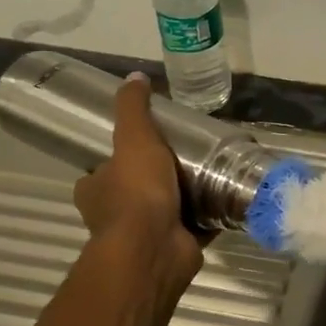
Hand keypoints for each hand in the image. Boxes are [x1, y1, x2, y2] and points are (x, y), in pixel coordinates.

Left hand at [71, 73, 202, 300]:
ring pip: (166, 210)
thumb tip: (134, 76)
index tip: (144, 144)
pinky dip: (210, 216)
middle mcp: (115, 215)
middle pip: (134, 190)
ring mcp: (145, 235)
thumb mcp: (133, 138)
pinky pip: (196, 226)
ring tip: (213, 171)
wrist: (154, 248)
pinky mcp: (176, 246)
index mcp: (95, 190)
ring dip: (185, 197)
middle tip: (186, 154)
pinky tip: (229, 197)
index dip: (117, 159)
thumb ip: (133, 109)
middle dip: (156, 178)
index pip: (101, 170)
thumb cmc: (136, 192)